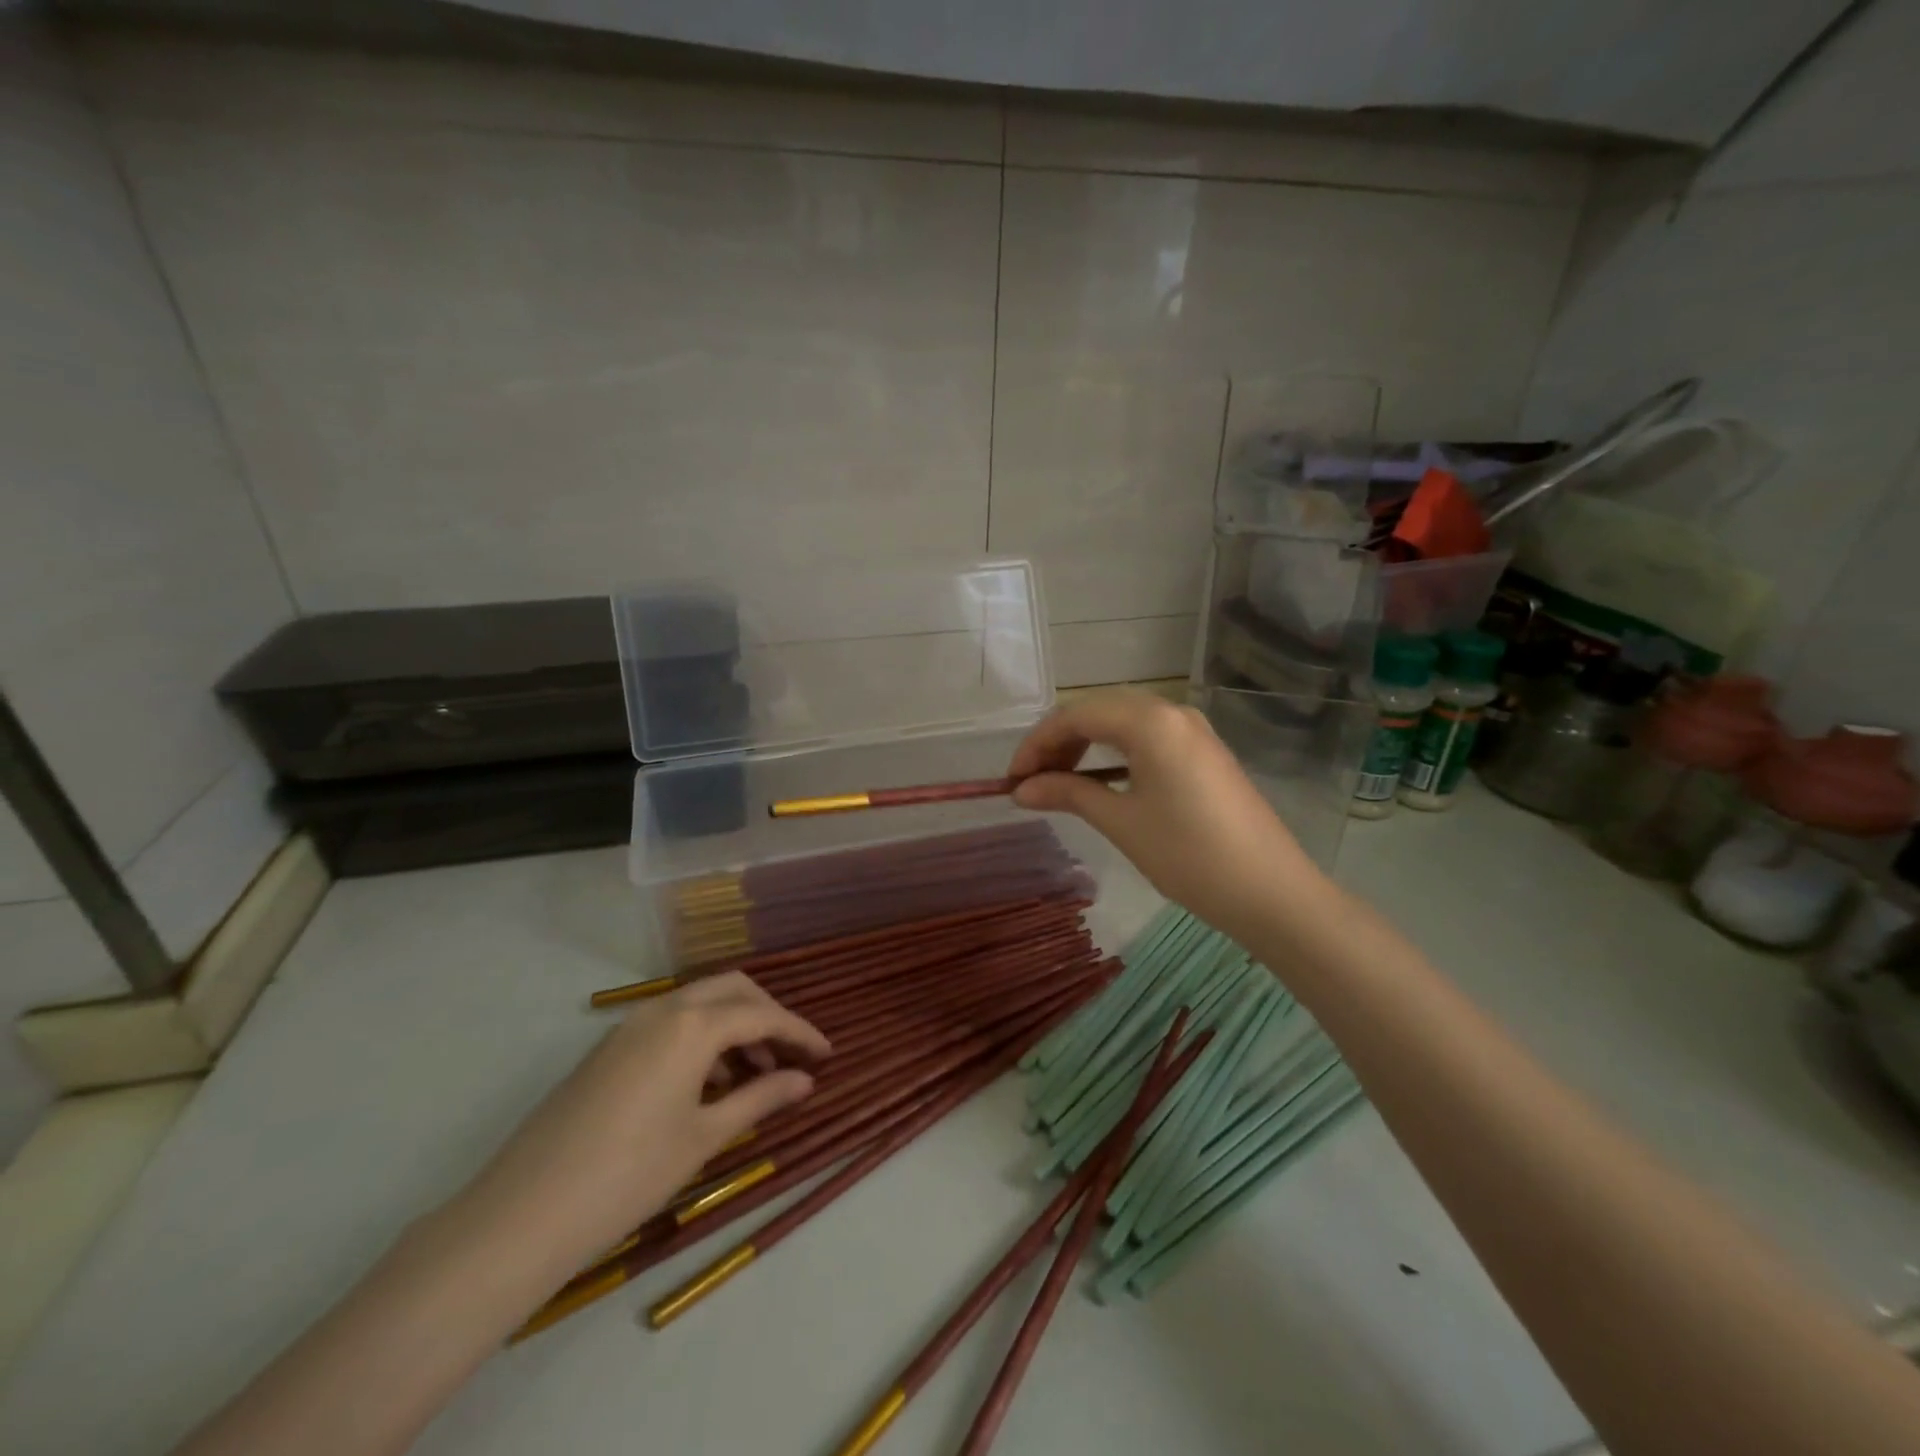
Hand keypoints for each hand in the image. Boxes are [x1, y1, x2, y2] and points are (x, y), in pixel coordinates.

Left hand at [449, 973, 829, 1279]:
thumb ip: (760, 1098)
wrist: (521, 1216)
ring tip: (755, 1076)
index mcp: (693, 1025)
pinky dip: (702, 1038)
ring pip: (700, 1004)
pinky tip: (708, 1084)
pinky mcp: (609, 1048)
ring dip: (735, 1026)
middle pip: (733, 990)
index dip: (800, 1033)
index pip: (763, 1016)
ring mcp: (630, 1026)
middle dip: (768, 1016)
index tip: (827, 1055)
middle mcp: (664, 1010)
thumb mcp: (704, 1137)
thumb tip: (805, 1080)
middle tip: (792, 1057)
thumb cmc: (629, 1175)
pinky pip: (672, 1024)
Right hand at [1008, 690, 1327, 944]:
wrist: (1271, 891)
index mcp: (1150, 721)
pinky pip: (1147, 737)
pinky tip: (1100, 781)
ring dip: (1085, 747)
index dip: (1037, 744)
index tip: (1012, 780)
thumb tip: (1021, 790)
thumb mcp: (1121, 822)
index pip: (1076, 716)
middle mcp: (1172, 712)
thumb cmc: (1190, 855)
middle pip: (1098, 711)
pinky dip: (1115, 753)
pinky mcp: (1204, 751)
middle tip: (1031, 782)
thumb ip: (1068, 794)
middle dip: (1059, 742)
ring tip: (1059, 783)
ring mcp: (1193, 730)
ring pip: (1123, 722)